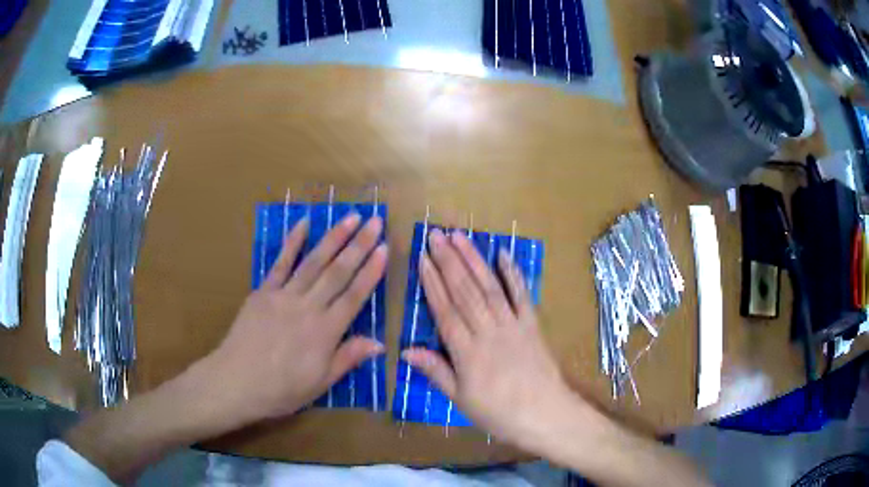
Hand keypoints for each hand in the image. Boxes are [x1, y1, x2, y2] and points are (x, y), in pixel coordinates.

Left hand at [204, 213, 387, 423]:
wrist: (236, 382)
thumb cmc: (281, 389)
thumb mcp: (320, 383)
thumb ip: (348, 358)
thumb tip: (379, 343)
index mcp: (325, 332)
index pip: (354, 296)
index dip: (371, 272)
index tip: (385, 249)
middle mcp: (307, 307)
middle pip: (337, 272)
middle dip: (359, 245)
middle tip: (375, 221)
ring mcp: (283, 296)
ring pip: (313, 262)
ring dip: (333, 238)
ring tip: (351, 217)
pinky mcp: (263, 292)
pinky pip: (280, 263)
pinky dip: (292, 243)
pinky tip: (304, 224)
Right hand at [403, 229, 582, 447]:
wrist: (546, 415)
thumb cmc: (498, 413)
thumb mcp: (461, 399)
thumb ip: (436, 371)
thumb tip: (406, 351)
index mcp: (467, 352)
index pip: (445, 311)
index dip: (432, 283)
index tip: (422, 258)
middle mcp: (489, 331)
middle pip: (465, 291)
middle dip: (449, 261)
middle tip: (436, 235)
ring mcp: (513, 324)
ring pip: (489, 286)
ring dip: (474, 259)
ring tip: (460, 237)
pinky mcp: (532, 324)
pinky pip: (522, 294)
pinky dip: (513, 273)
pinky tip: (503, 254)